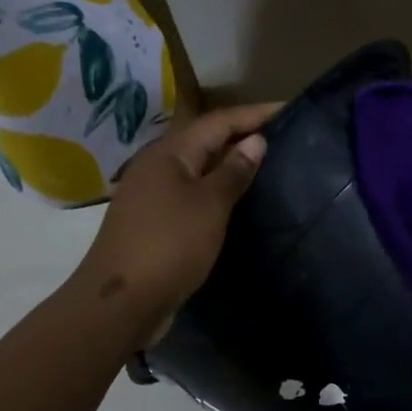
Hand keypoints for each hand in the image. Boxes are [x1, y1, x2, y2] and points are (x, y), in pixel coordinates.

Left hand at [76, 103, 278, 336]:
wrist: (122, 300)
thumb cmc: (170, 245)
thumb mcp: (210, 206)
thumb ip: (233, 172)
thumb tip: (255, 141)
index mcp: (168, 153)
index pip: (217, 121)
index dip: (253, 114)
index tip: (289, 110)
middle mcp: (156, 167)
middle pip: (204, 142)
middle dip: (241, 137)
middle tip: (282, 140)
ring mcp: (151, 196)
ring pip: (196, 171)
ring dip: (228, 167)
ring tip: (265, 169)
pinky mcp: (152, 223)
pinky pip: (190, 196)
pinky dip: (214, 193)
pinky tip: (235, 204)